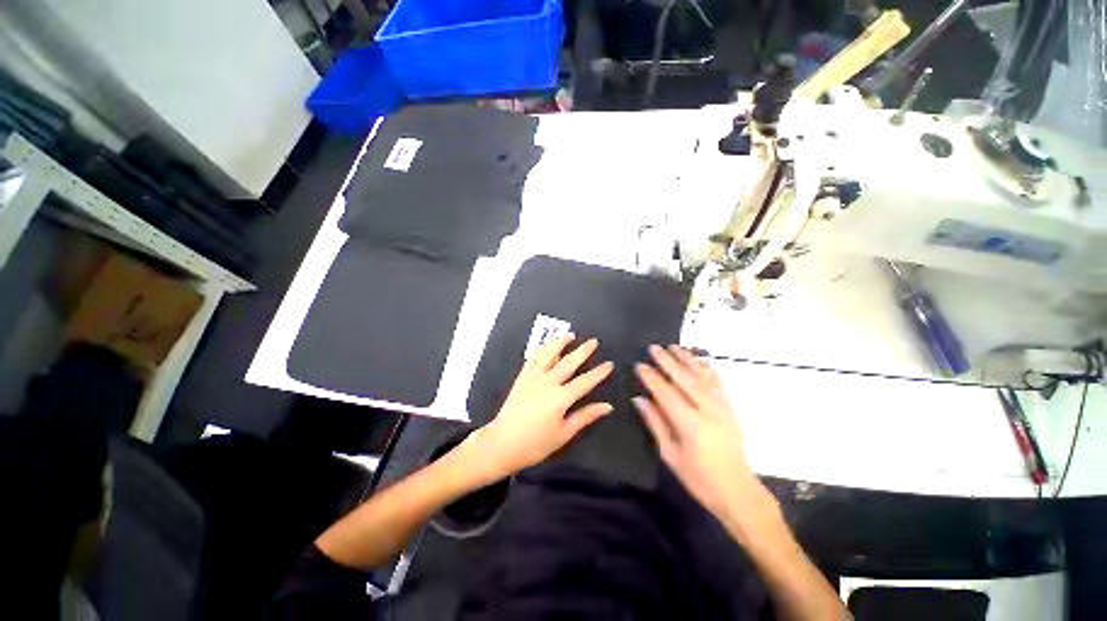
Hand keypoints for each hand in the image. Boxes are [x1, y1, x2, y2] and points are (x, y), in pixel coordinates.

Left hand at [470, 335, 613, 480]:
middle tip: (593, 341)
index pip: (585, 381)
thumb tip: (607, 406)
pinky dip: (540, 350)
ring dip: (560, 343)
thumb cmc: (535, 443)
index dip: (598, 372)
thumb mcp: (564, 433)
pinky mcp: (521, 378)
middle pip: (569, 362)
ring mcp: (533, 378)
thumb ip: (585, 416)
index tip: (609, 363)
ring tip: (569, 335)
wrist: (501, 443)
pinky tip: (544, 346)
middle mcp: (548, 382)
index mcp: (560, 397)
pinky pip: (532, 359)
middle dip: (583, 351)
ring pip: (549, 355)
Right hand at [634, 345, 771, 523]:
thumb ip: (655, 423)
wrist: (737, 490)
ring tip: (673, 346)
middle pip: (684, 378)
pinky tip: (699, 359)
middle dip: (667, 361)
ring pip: (702, 375)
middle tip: (653, 348)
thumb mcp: (670, 454)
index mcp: (690, 424)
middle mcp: (708, 410)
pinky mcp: (730, 408)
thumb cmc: (698, 477)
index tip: (639, 365)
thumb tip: (639, 399)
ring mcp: (722, 407)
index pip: (665, 393)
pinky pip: (718, 381)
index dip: (651, 377)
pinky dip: (707, 367)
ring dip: (687, 359)